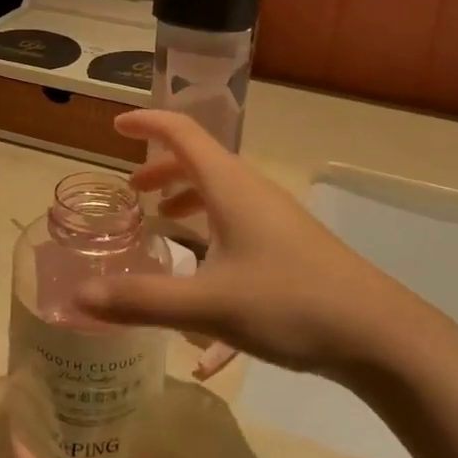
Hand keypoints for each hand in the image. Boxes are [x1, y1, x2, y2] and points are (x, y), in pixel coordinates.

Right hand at [77, 111, 411, 379]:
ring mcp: (275, 218)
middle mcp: (252, 191)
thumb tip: (78, 296)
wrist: (378, 334)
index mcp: (231, 186)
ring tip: (161, 225)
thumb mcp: (207, 305)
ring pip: (220, 192)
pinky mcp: (289, 245)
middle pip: (200, 161)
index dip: (147, 123)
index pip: (182, 133)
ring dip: (186, 198)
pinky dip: (209, 229)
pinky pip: (237, 221)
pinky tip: (203, 277)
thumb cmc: (289, 304)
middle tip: (131, 192)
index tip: (115, 127)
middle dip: (161, 169)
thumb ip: (140, 299)